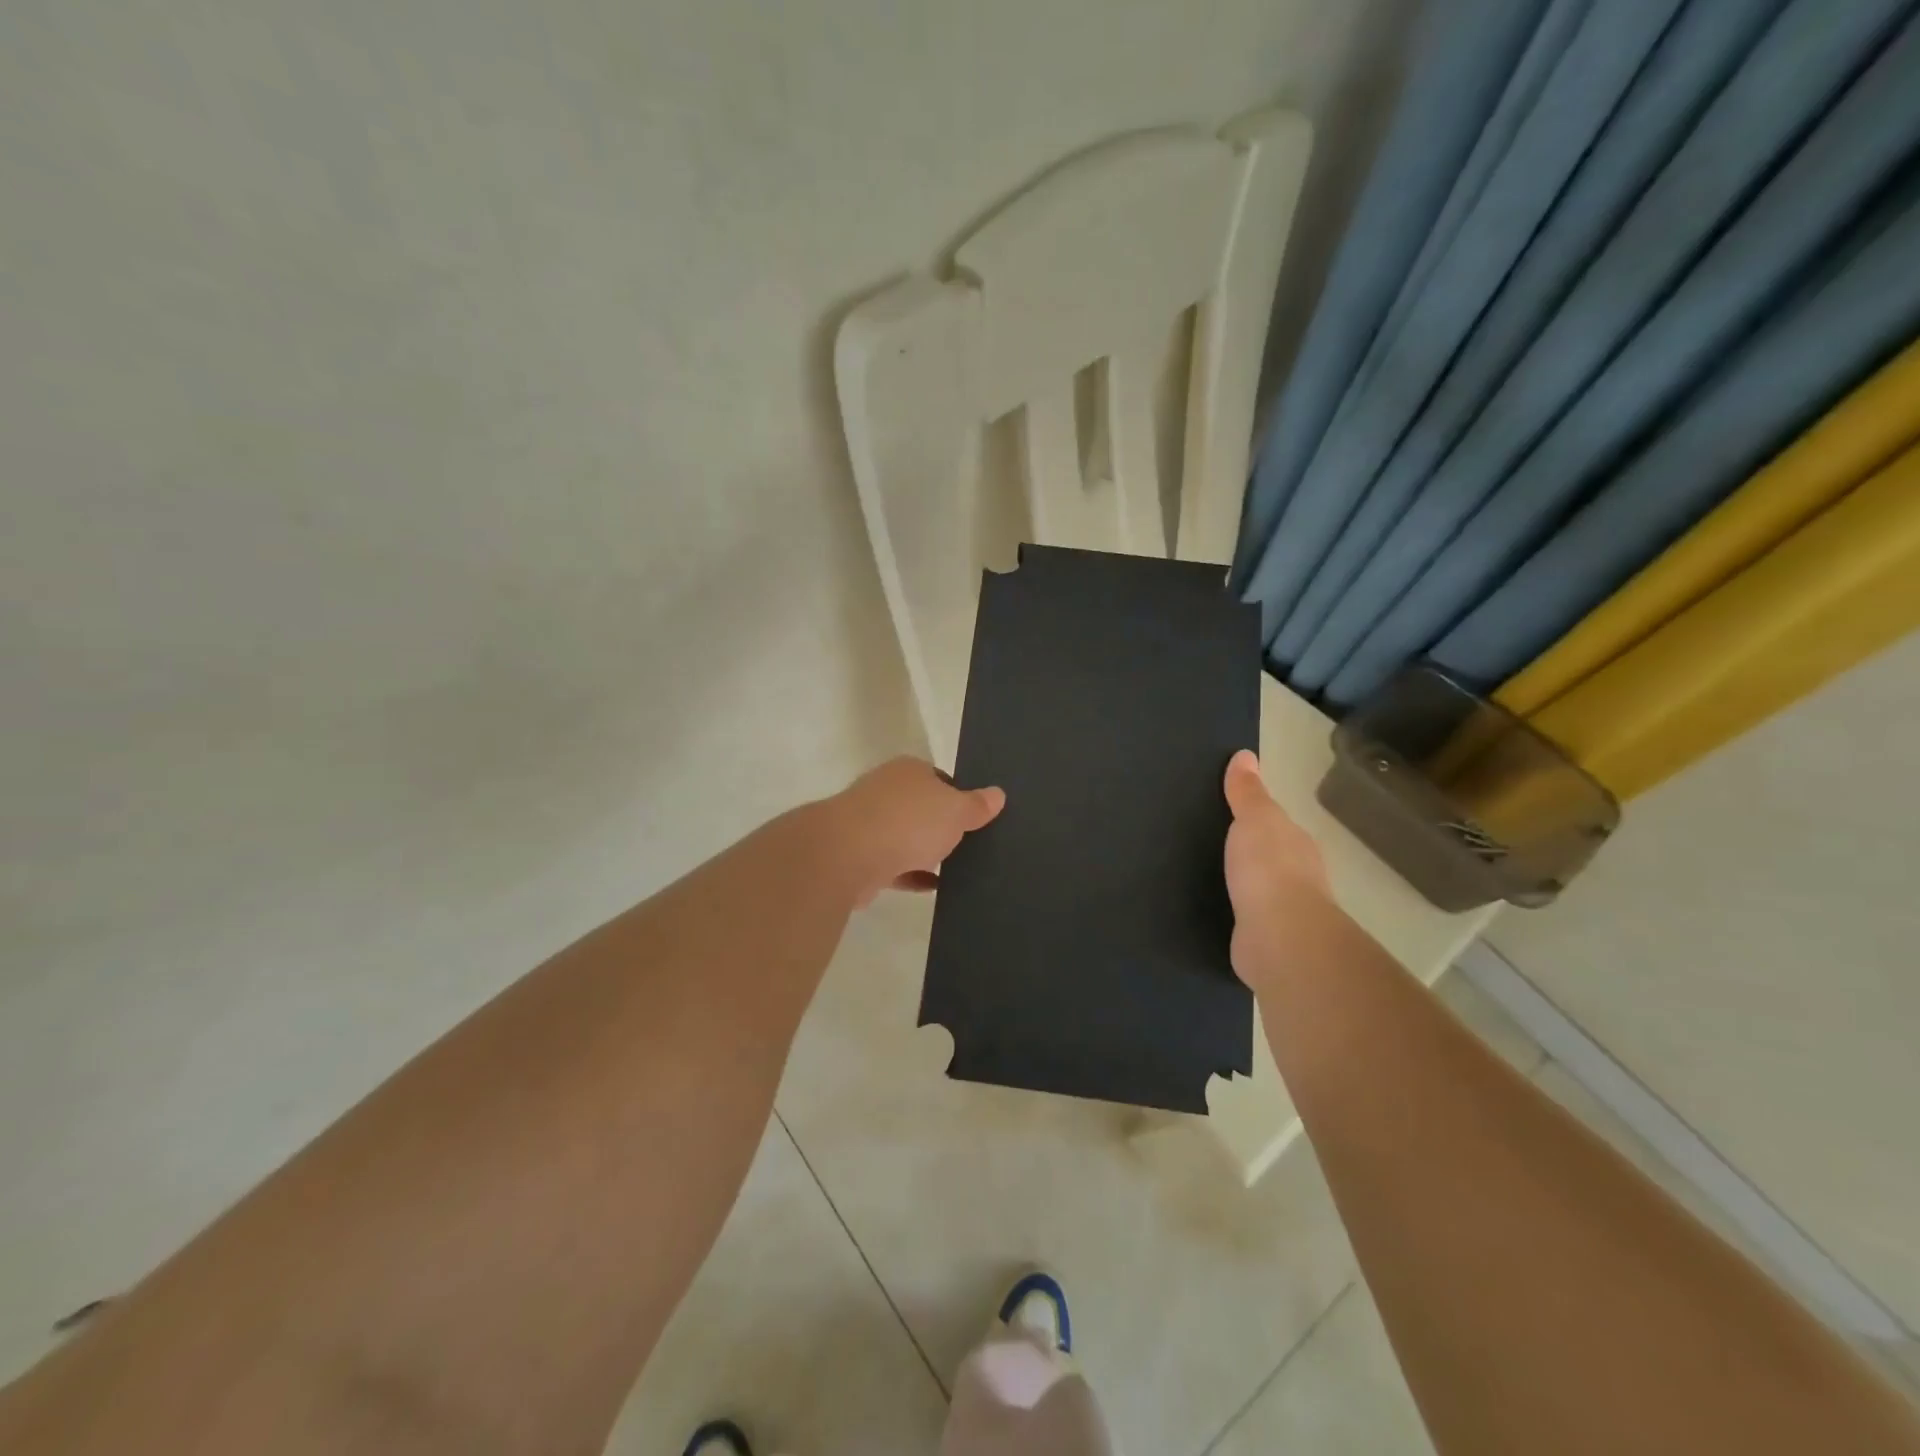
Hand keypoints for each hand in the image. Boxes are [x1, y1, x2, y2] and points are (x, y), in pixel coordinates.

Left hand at [822, 757, 1005, 905]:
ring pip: (905, 837)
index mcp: (908, 770)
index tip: (976, 818)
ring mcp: (868, 823)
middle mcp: (885, 790)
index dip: (959, 796)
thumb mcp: (956, 811)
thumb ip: (977, 805)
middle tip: (969, 845)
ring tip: (956, 869)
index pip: (939, 778)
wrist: (846, 855)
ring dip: (925, 852)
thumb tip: (998, 794)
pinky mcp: (859, 856)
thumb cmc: (908, 822)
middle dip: (940, 825)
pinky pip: (894, 865)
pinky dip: (912, 875)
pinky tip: (934, 887)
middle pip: (921, 807)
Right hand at [1223, 749, 1331, 987]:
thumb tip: (1245, 755)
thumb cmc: (1268, 868)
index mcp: (1296, 844)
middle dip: (1250, 853)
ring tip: (1209, 878)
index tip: (1229, 814)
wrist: (1279, 937)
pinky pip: (1248, 918)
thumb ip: (1248, 792)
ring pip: (1260, 890)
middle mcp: (1298, 877)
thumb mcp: (1254, 819)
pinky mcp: (1268, 941)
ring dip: (1244, 885)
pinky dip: (1236, 913)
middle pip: (1271, 857)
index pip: (1277, 825)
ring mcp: (1284, 912)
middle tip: (1212, 844)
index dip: (1256, 818)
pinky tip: (1218, 911)